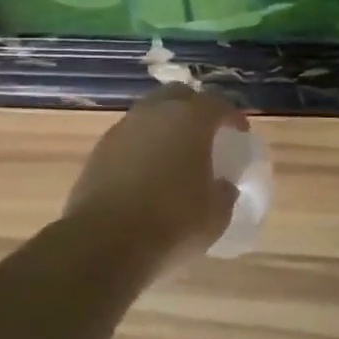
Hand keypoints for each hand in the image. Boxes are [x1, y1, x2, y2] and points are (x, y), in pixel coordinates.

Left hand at [63, 87, 243, 269]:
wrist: (106, 242)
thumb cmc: (173, 223)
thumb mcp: (216, 216)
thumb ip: (225, 193)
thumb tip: (223, 185)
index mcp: (190, 120)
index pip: (217, 105)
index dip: (232, 117)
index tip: (239, 132)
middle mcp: (153, 114)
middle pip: (178, 97)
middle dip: (194, 109)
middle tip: (206, 133)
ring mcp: (122, 130)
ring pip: (149, 115)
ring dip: (164, 127)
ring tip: (175, 154)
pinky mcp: (98, 151)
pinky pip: (128, 138)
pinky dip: (142, 147)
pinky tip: (147, 172)